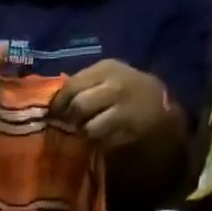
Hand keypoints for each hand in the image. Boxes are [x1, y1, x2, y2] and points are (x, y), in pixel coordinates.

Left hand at [50, 59, 174, 147]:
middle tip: (69, 124)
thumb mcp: (106, 77)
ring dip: (84, 132)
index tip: (53, 113)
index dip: (58, 103)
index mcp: (106, 68)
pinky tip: (104, 137)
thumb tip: (53, 101)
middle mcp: (115, 85)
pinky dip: (99, 142)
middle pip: (79, 105)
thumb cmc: (125, 89)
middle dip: (70, 118)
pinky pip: (103, 141)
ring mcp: (124, 109)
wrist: (158, 105)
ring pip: (89, 127)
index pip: (71, 86)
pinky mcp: (129, 130)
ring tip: (88, 131)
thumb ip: (82, 84)